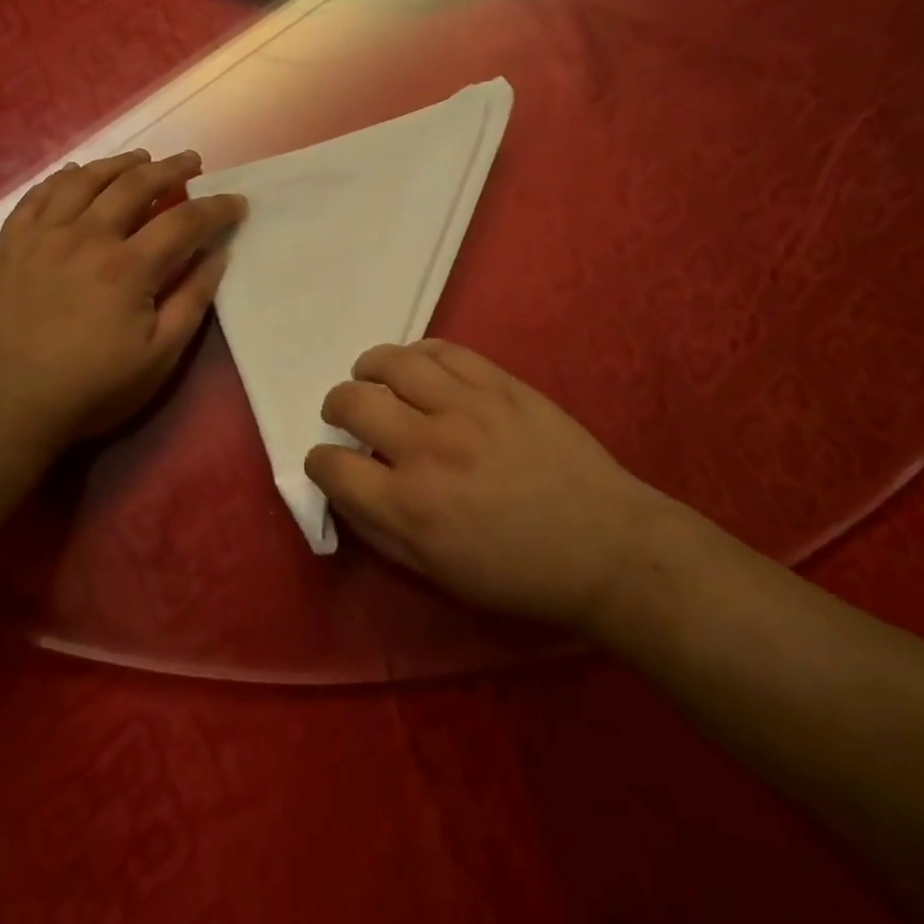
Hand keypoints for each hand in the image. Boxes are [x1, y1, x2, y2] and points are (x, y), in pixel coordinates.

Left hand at [0, 150, 246, 456]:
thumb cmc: (89, 390)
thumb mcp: (158, 358)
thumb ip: (191, 301)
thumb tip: (217, 256)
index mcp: (128, 267)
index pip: (184, 221)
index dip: (216, 208)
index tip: (237, 202)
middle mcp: (86, 237)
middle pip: (135, 185)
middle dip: (171, 169)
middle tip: (192, 162)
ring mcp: (43, 236)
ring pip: (86, 180)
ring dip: (120, 163)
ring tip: (141, 158)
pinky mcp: (10, 245)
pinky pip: (38, 195)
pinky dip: (63, 177)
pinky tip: (76, 173)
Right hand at [307, 341, 686, 630]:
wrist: (603, 544)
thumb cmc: (517, 573)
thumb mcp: (437, 573)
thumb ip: (379, 531)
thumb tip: (344, 490)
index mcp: (409, 507)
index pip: (333, 467)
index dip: (320, 461)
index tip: (327, 461)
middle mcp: (427, 448)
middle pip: (353, 402)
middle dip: (335, 406)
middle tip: (344, 414)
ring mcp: (466, 407)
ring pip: (393, 363)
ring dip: (368, 367)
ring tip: (370, 376)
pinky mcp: (499, 384)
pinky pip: (443, 349)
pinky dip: (417, 353)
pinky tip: (415, 366)